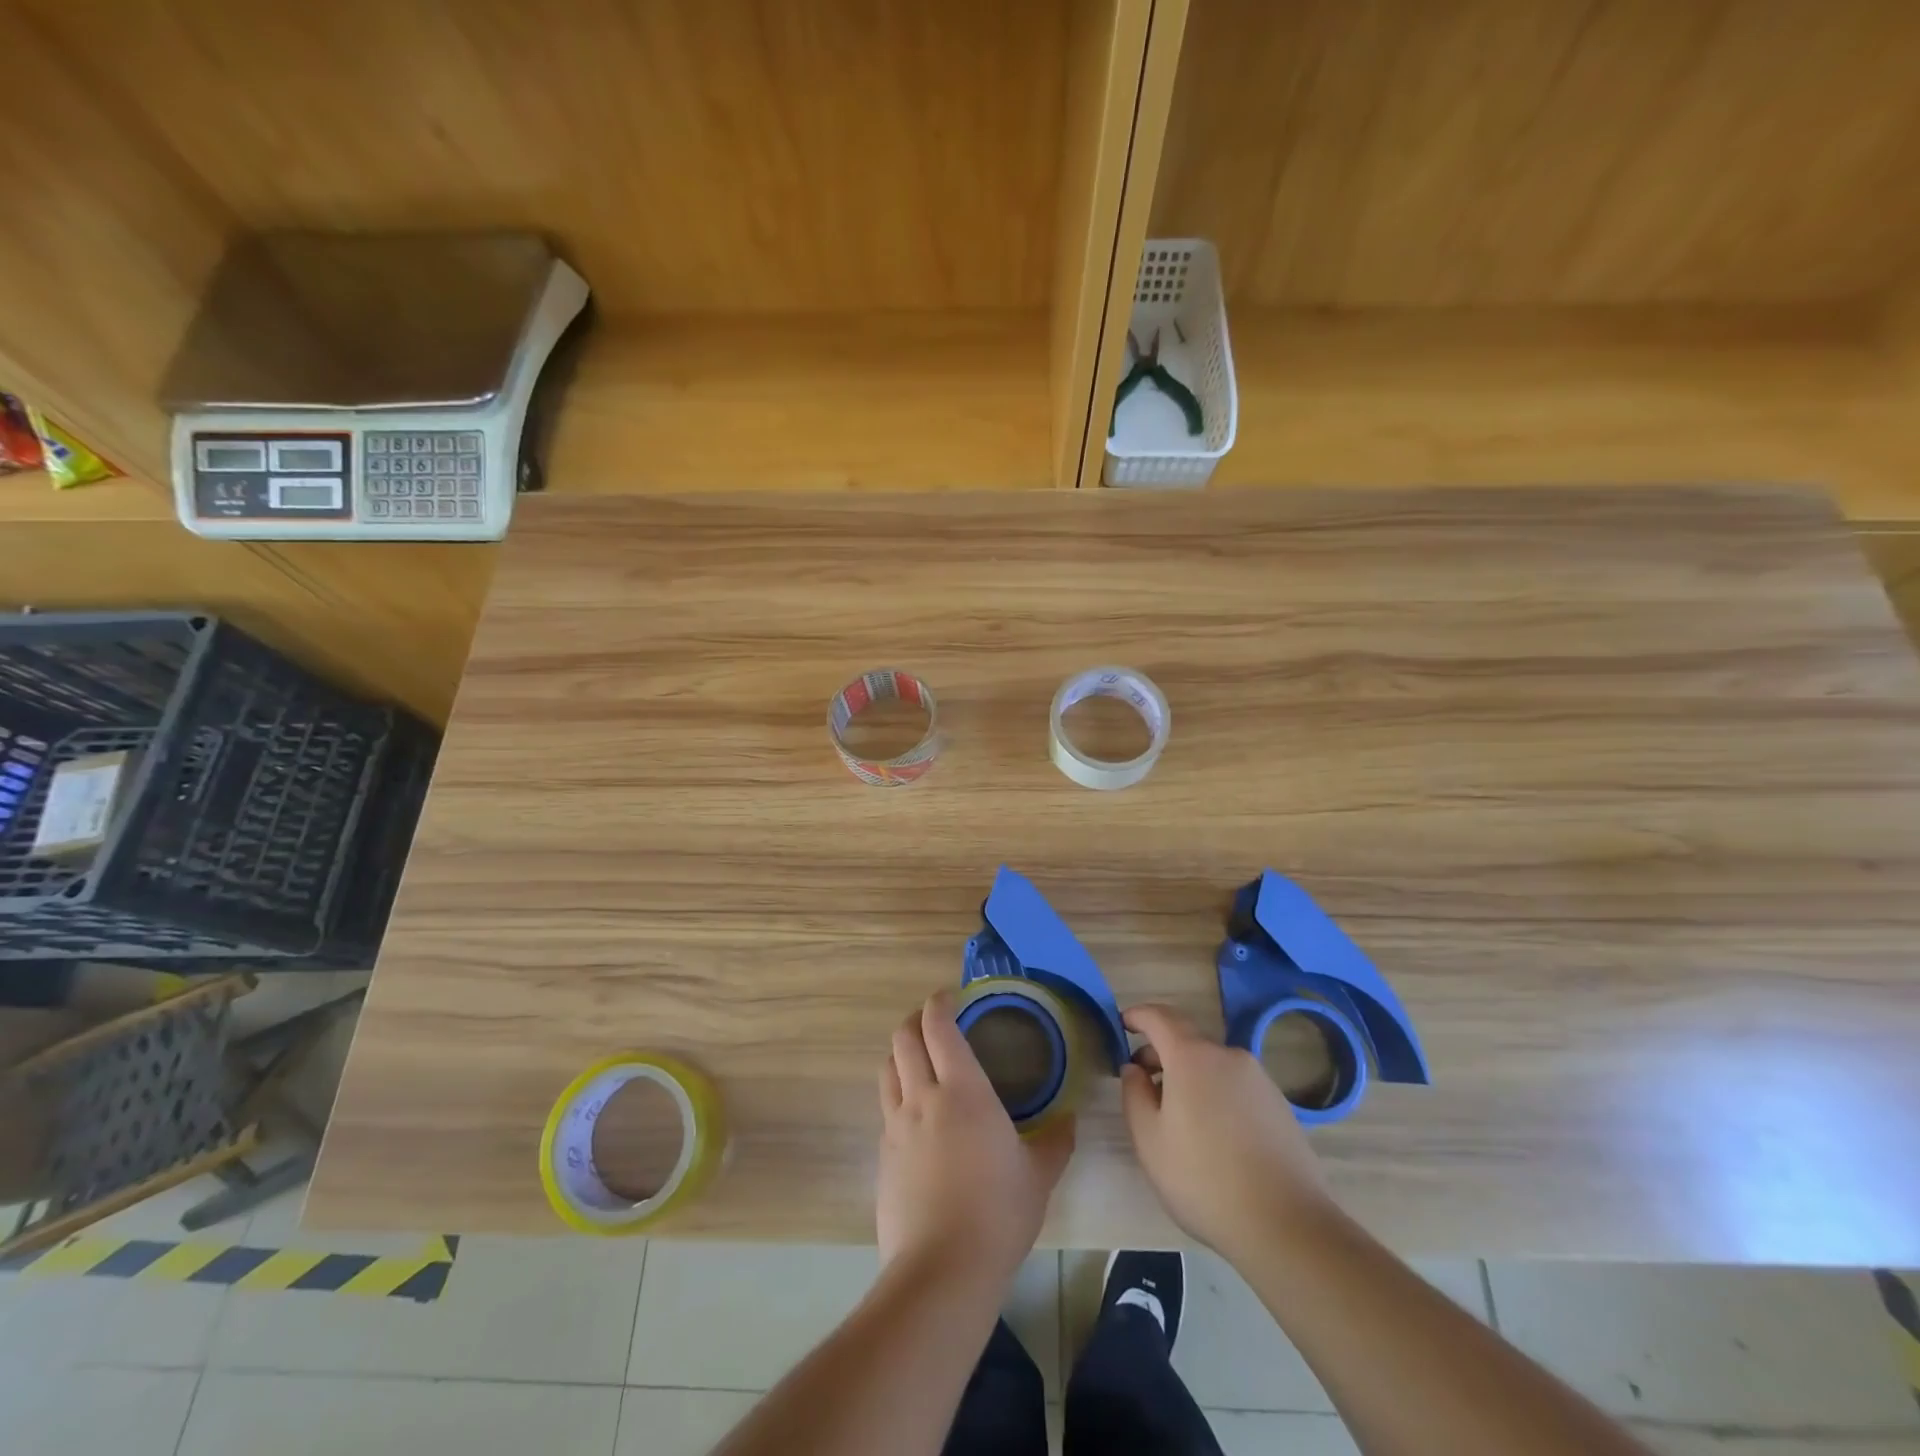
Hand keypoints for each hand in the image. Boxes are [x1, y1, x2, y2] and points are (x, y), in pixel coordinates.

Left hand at [877, 991, 1073, 1286]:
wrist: (941, 1270)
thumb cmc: (998, 1214)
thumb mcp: (1039, 1177)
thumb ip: (1055, 1142)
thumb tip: (1069, 1121)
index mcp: (962, 1090)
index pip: (938, 1026)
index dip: (939, 1002)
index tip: (951, 997)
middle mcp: (922, 1097)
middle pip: (903, 1038)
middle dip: (916, 1021)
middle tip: (935, 1024)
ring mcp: (896, 1126)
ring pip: (887, 1069)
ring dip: (901, 1055)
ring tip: (920, 1062)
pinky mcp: (883, 1156)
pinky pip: (886, 1110)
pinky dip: (898, 1097)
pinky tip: (917, 1119)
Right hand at [1121, 1003, 1333, 1263]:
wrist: (1287, 1225)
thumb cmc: (1204, 1179)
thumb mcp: (1149, 1140)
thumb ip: (1134, 1094)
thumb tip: (1135, 1069)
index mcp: (1192, 1057)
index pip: (1159, 1017)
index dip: (1138, 1015)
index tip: (1122, 1024)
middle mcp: (1228, 1056)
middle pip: (1187, 1040)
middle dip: (1161, 1052)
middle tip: (1143, 1081)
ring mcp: (1259, 1080)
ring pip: (1213, 1065)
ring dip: (1189, 1076)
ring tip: (1178, 1115)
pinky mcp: (1280, 1105)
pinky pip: (1236, 1086)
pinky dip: (1216, 1093)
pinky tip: (1214, 1134)